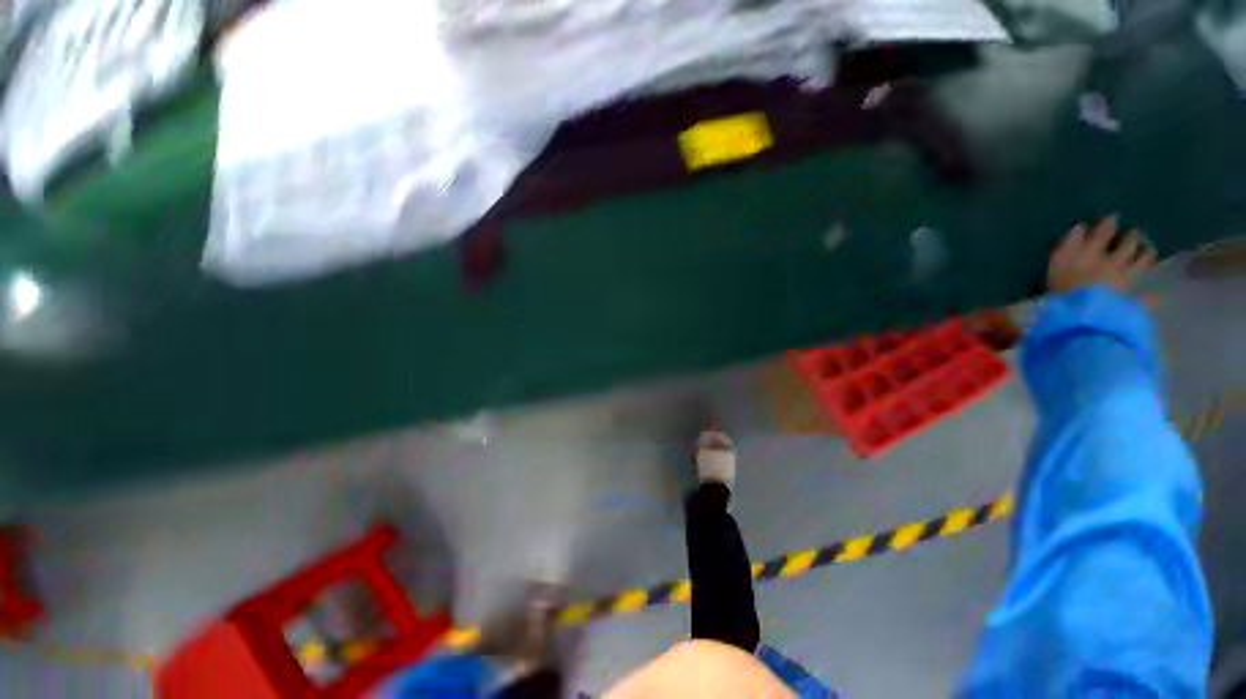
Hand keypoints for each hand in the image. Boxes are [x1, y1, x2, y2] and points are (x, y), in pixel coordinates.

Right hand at [1047, 216, 1156, 293]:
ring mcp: (1128, 280)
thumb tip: (1080, 227)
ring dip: (1146, 255)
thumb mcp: (1056, 264)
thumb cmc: (1061, 290)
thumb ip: (1068, 245)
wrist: (1084, 319)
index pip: (1104, 231)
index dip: (1108, 223)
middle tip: (1136, 233)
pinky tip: (1156, 293)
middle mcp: (1115, 260)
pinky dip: (1152, 294)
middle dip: (1132, 237)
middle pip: (1128, 244)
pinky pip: (1147, 296)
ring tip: (1149, 252)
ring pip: (1142, 262)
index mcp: (1094, 251)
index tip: (1113, 217)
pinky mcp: (1135, 301)